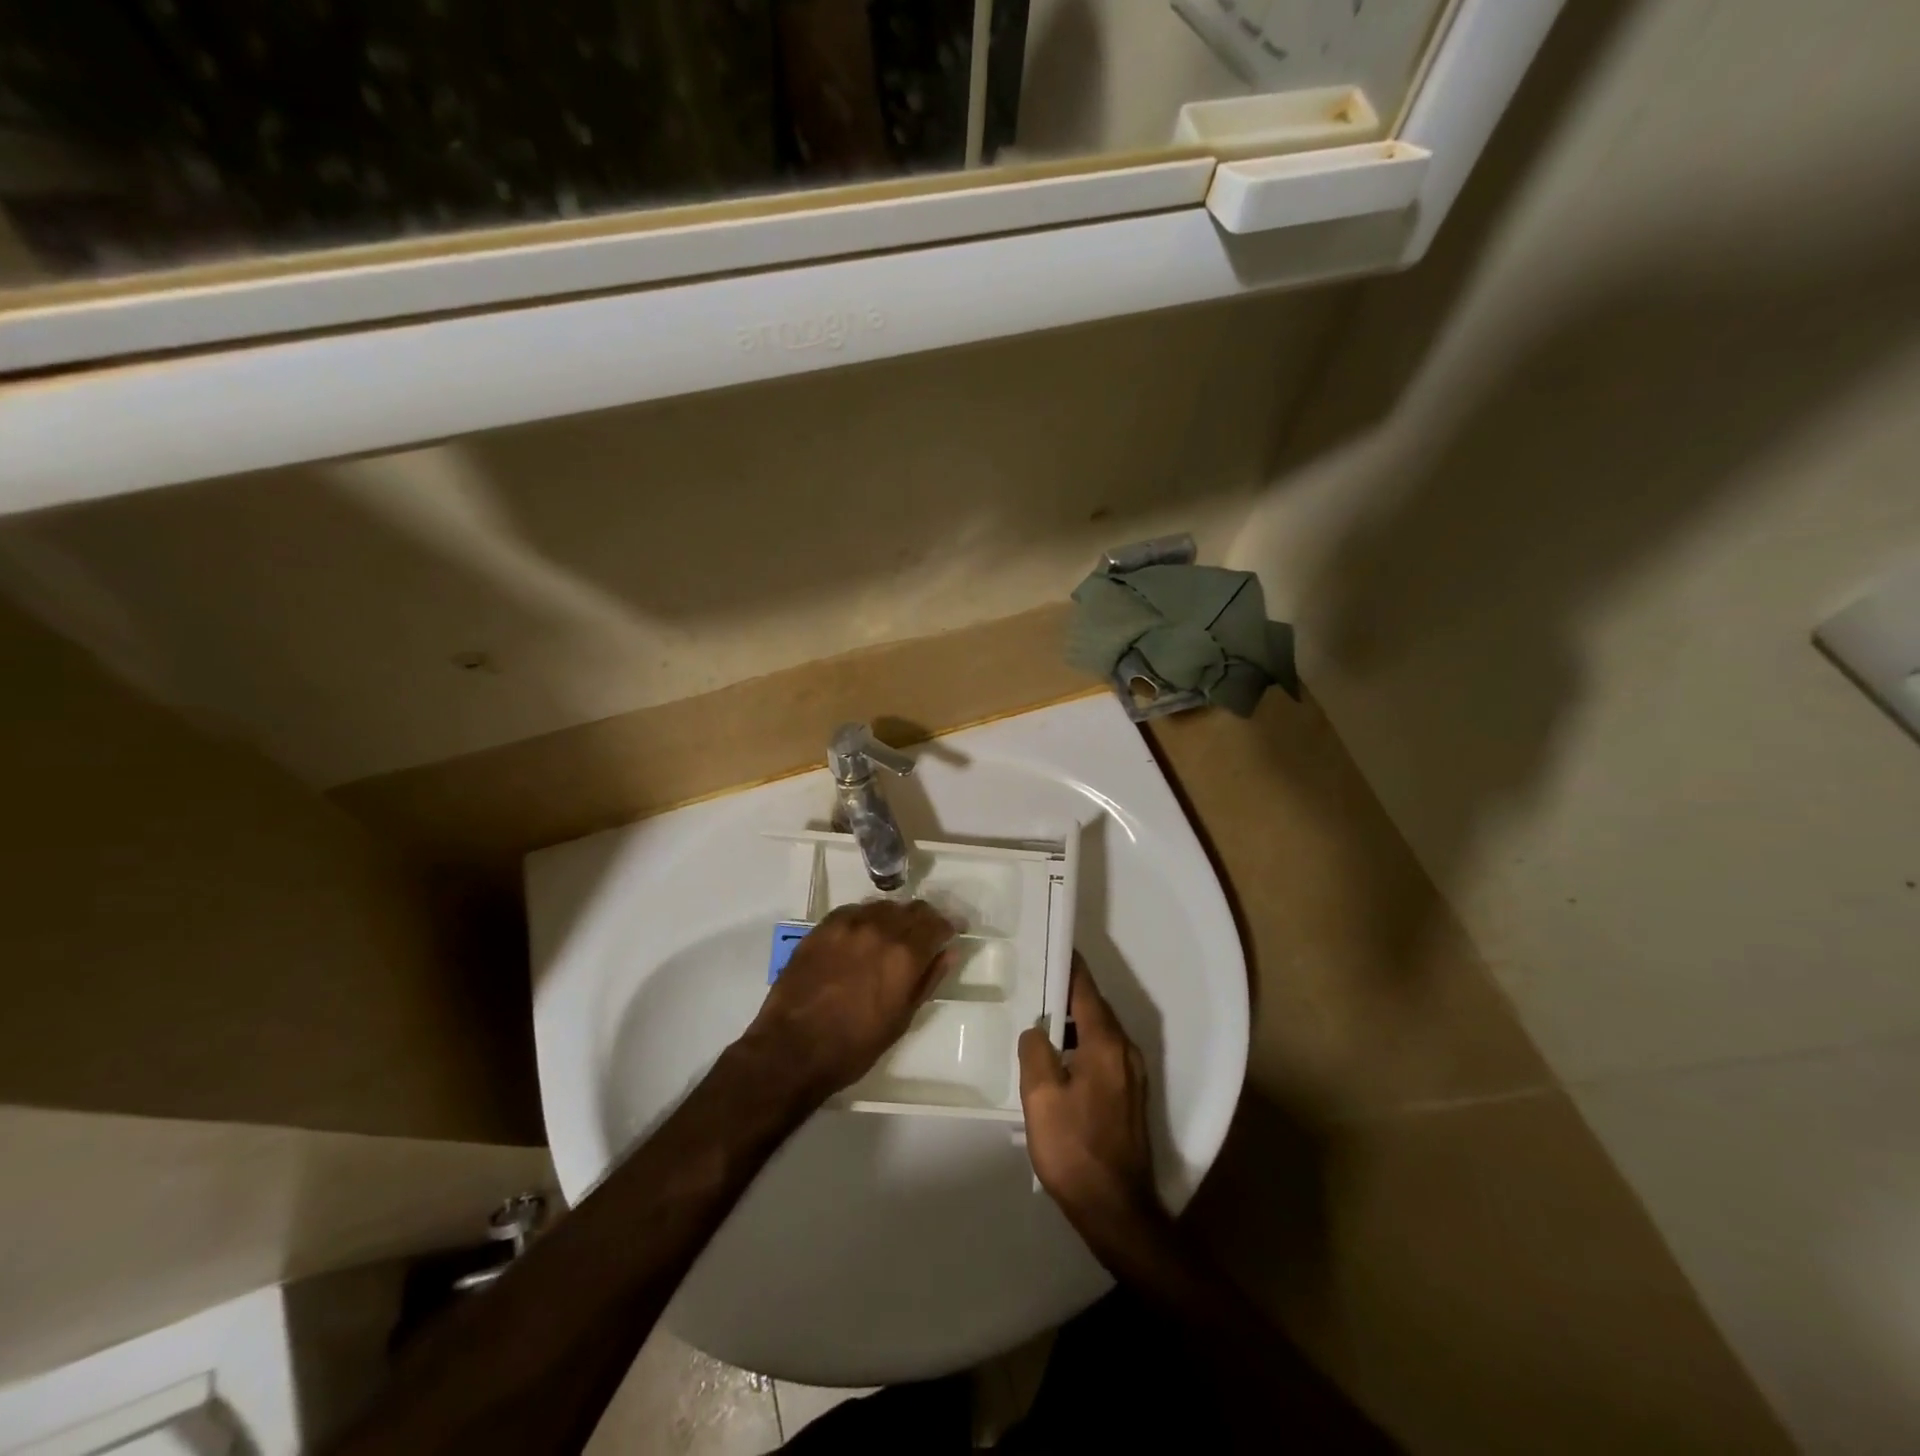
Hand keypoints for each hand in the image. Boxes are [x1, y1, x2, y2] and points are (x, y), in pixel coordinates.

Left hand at [740, 899, 955, 1102]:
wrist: (793, 1048)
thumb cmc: (854, 1045)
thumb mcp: (902, 1019)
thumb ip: (928, 979)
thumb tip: (948, 952)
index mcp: (904, 954)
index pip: (936, 923)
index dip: (949, 926)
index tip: (953, 932)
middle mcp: (879, 929)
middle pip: (912, 909)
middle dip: (924, 919)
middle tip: (926, 935)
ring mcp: (848, 924)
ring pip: (883, 907)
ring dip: (895, 917)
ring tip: (893, 936)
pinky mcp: (822, 927)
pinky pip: (854, 911)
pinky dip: (866, 919)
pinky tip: (862, 936)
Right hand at [1018, 956, 1169, 1264]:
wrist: (1116, 1210)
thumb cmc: (1074, 1148)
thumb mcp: (1040, 1097)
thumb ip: (1035, 1051)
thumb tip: (1037, 1030)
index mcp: (1105, 1043)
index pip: (1085, 989)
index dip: (1068, 965)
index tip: (1050, 945)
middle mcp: (1125, 1051)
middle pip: (1094, 1008)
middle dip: (1066, 992)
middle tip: (1033, 981)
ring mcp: (1132, 1075)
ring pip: (1099, 1033)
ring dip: (1072, 1022)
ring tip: (1040, 1019)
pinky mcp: (1130, 1097)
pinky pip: (1103, 1054)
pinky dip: (1081, 1045)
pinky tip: (1058, 1060)